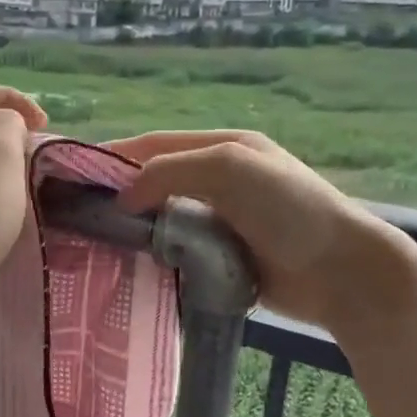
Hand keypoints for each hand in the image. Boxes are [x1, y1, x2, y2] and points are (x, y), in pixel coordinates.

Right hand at [108, 129, 399, 328]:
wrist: (343, 272)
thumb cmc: (290, 209)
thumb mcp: (230, 169)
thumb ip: (171, 171)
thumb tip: (123, 197)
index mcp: (225, 148)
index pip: (157, 144)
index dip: (116, 154)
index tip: (73, 173)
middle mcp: (222, 179)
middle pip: (158, 179)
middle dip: (122, 192)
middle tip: (80, 214)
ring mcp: (225, 219)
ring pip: (166, 217)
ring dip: (138, 227)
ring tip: (98, 242)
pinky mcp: (227, 256)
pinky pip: (181, 249)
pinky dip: (158, 253)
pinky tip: (135, 265)